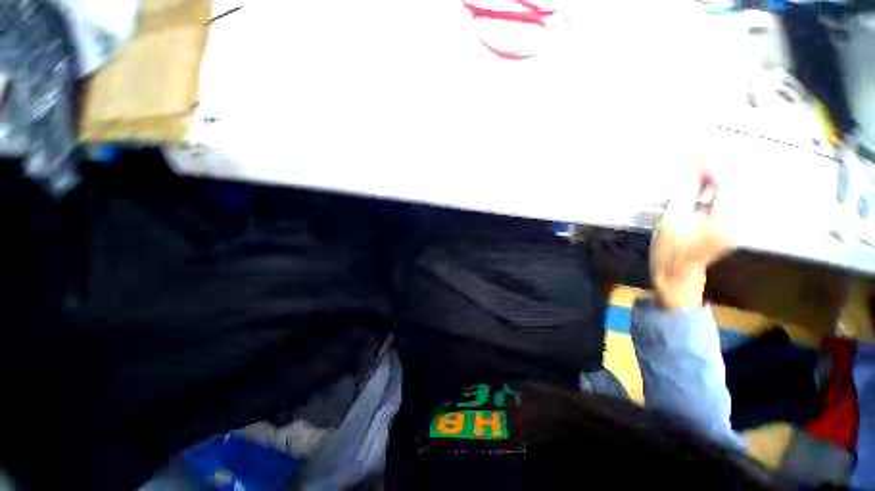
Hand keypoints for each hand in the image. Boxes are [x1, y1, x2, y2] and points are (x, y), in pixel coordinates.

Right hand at [651, 171, 733, 309]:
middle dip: (716, 180)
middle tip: (699, 172)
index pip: (725, 186)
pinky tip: (704, 199)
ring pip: (730, 201)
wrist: (676, 275)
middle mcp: (736, 222)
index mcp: (723, 218)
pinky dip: (716, 201)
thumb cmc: (671, 249)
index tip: (700, 164)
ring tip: (699, 183)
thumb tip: (693, 174)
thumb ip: (685, 194)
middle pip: (731, 192)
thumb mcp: (672, 219)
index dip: (713, 173)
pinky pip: (727, 210)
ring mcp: (734, 229)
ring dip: (716, 190)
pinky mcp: (728, 234)